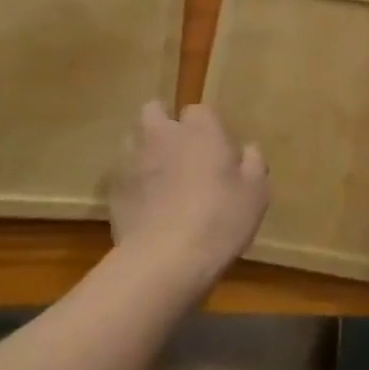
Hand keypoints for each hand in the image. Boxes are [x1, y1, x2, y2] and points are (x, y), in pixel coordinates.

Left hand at [108, 102, 270, 297]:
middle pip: (154, 111)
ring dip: (144, 150)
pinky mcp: (113, 188)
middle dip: (163, 124)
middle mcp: (162, 134)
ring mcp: (132, 159)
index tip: (214, 149)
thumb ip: (253, 164)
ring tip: (158, 178)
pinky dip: (131, 182)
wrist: (165, 259)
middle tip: (179, 152)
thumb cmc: (219, 219)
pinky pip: (122, 174)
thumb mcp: (255, 194)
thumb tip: (248, 149)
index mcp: (199, 130)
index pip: (198, 111)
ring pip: (133, 139)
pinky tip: (144, 205)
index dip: (205, 128)